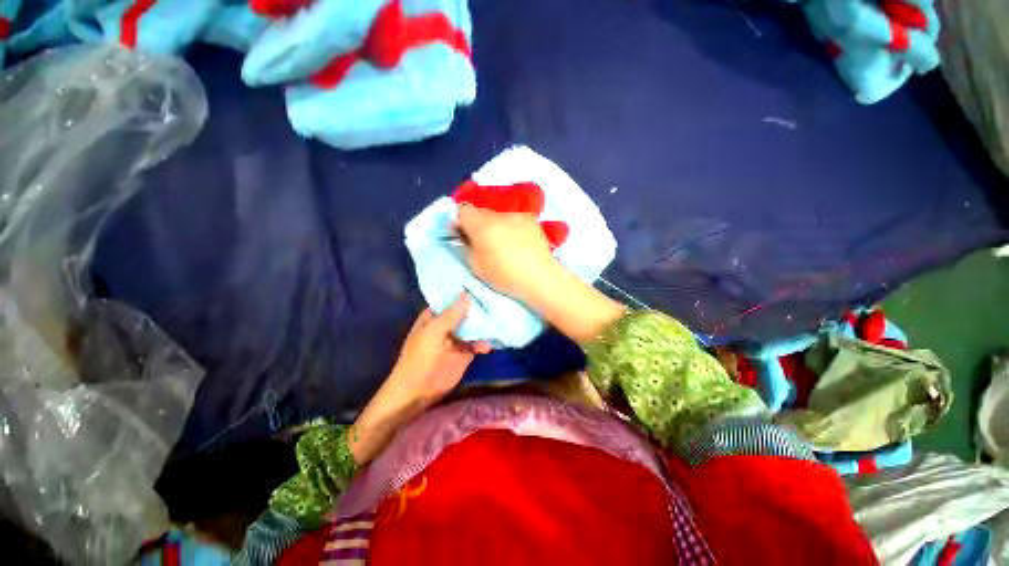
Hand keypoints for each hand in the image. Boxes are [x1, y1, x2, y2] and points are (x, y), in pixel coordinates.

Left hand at [387, 293, 490, 407]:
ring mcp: (458, 338)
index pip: (451, 299)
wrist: (418, 390)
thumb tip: (467, 294)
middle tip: (498, 296)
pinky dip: (485, 341)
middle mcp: (448, 324)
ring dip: (484, 324)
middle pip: (465, 311)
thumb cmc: (420, 357)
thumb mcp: (433, 332)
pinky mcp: (466, 353)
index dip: (464, 291)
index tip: (482, 281)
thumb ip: (451, 315)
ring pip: (474, 326)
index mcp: (435, 316)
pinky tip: (493, 340)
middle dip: (479, 306)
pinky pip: (478, 343)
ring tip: (500, 316)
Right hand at [456, 204, 560, 300]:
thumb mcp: (476, 266)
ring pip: (499, 216)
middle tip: (484, 242)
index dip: (461, 221)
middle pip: (481, 212)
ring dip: (496, 226)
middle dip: (479, 224)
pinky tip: (519, 243)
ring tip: (505, 245)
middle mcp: (499, 215)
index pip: (463, 210)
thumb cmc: (505, 276)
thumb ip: (467, 246)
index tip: (464, 234)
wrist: (540, 278)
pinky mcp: (531, 220)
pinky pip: (514, 220)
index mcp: (482, 225)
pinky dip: (512, 228)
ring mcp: (517, 215)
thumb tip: (464, 235)